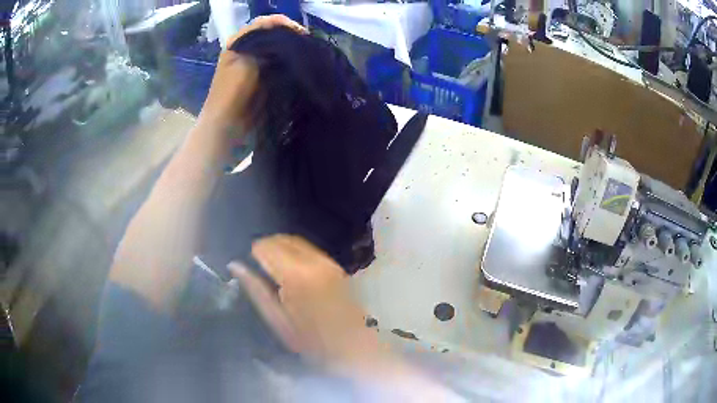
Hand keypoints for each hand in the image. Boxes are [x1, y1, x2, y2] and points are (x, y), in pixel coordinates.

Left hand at [198, 15, 307, 133]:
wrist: (228, 128)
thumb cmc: (231, 93)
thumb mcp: (245, 62)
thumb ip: (264, 44)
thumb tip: (290, 36)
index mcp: (239, 42)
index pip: (265, 23)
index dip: (283, 24)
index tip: (301, 33)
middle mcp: (248, 51)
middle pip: (274, 36)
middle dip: (292, 37)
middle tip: (308, 44)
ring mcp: (257, 66)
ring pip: (279, 50)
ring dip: (293, 51)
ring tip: (309, 54)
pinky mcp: (266, 80)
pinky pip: (282, 66)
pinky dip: (293, 64)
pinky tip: (303, 66)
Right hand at [231, 236, 463, 400]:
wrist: (354, 349)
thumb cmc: (311, 342)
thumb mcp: (277, 320)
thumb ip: (256, 289)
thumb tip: (235, 265)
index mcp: (296, 276)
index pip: (266, 247)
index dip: (253, 252)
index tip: (247, 264)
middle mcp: (314, 261)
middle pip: (281, 239)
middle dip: (265, 247)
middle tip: (256, 265)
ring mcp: (328, 262)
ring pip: (295, 240)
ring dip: (280, 247)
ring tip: (271, 267)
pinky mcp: (336, 266)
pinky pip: (309, 248)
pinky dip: (294, 251)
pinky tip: (290, 269)